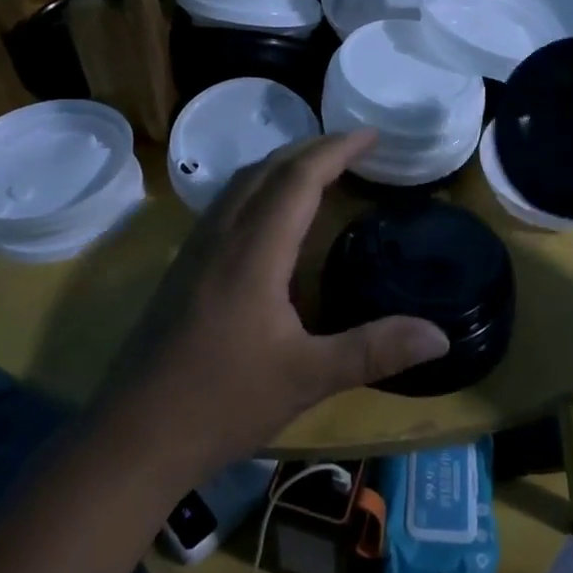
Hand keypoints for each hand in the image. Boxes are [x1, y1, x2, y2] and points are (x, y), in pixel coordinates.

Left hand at [110, 130, 449, 475]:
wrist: (132, 438)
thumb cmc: (221, 404)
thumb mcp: (306, 378)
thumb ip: (374, 351)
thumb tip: (441, 336)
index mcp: (253, 252)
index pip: (298, 178)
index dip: (337, 149)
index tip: (372, 134)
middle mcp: (221, 237)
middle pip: (267, 169)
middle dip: (312, 148)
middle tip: (354, 146)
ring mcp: (195, 251)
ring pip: (240, 183)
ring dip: (282, 164)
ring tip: (318, 168)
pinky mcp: (182, 269)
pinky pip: (226, 204)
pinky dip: (258, 187)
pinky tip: (269, 214)